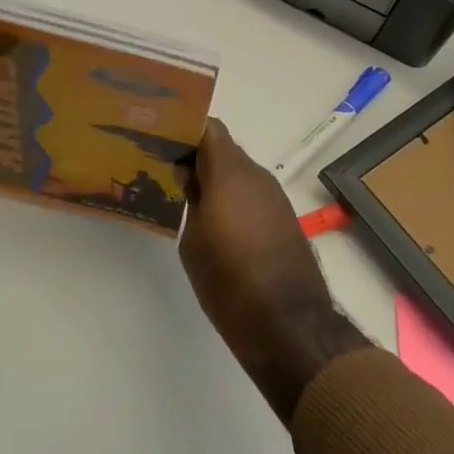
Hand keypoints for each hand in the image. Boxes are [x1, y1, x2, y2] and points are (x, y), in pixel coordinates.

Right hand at [180, 119, 367, 421]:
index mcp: (229, 172)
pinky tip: (216, 220)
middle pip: (223, 148)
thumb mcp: (193, 241)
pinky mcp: (284, 217)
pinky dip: (234, 196)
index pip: (208, 127)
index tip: (163, 138)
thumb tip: (189, 175)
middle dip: (198, 154)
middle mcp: (256, 175)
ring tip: (187, 195)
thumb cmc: (229, 282)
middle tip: (169, 168)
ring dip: (216, 177)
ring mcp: (274, 195)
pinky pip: (252, 193)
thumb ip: (191, 199)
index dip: (186, 128)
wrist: (289, 326)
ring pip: (239, 171)